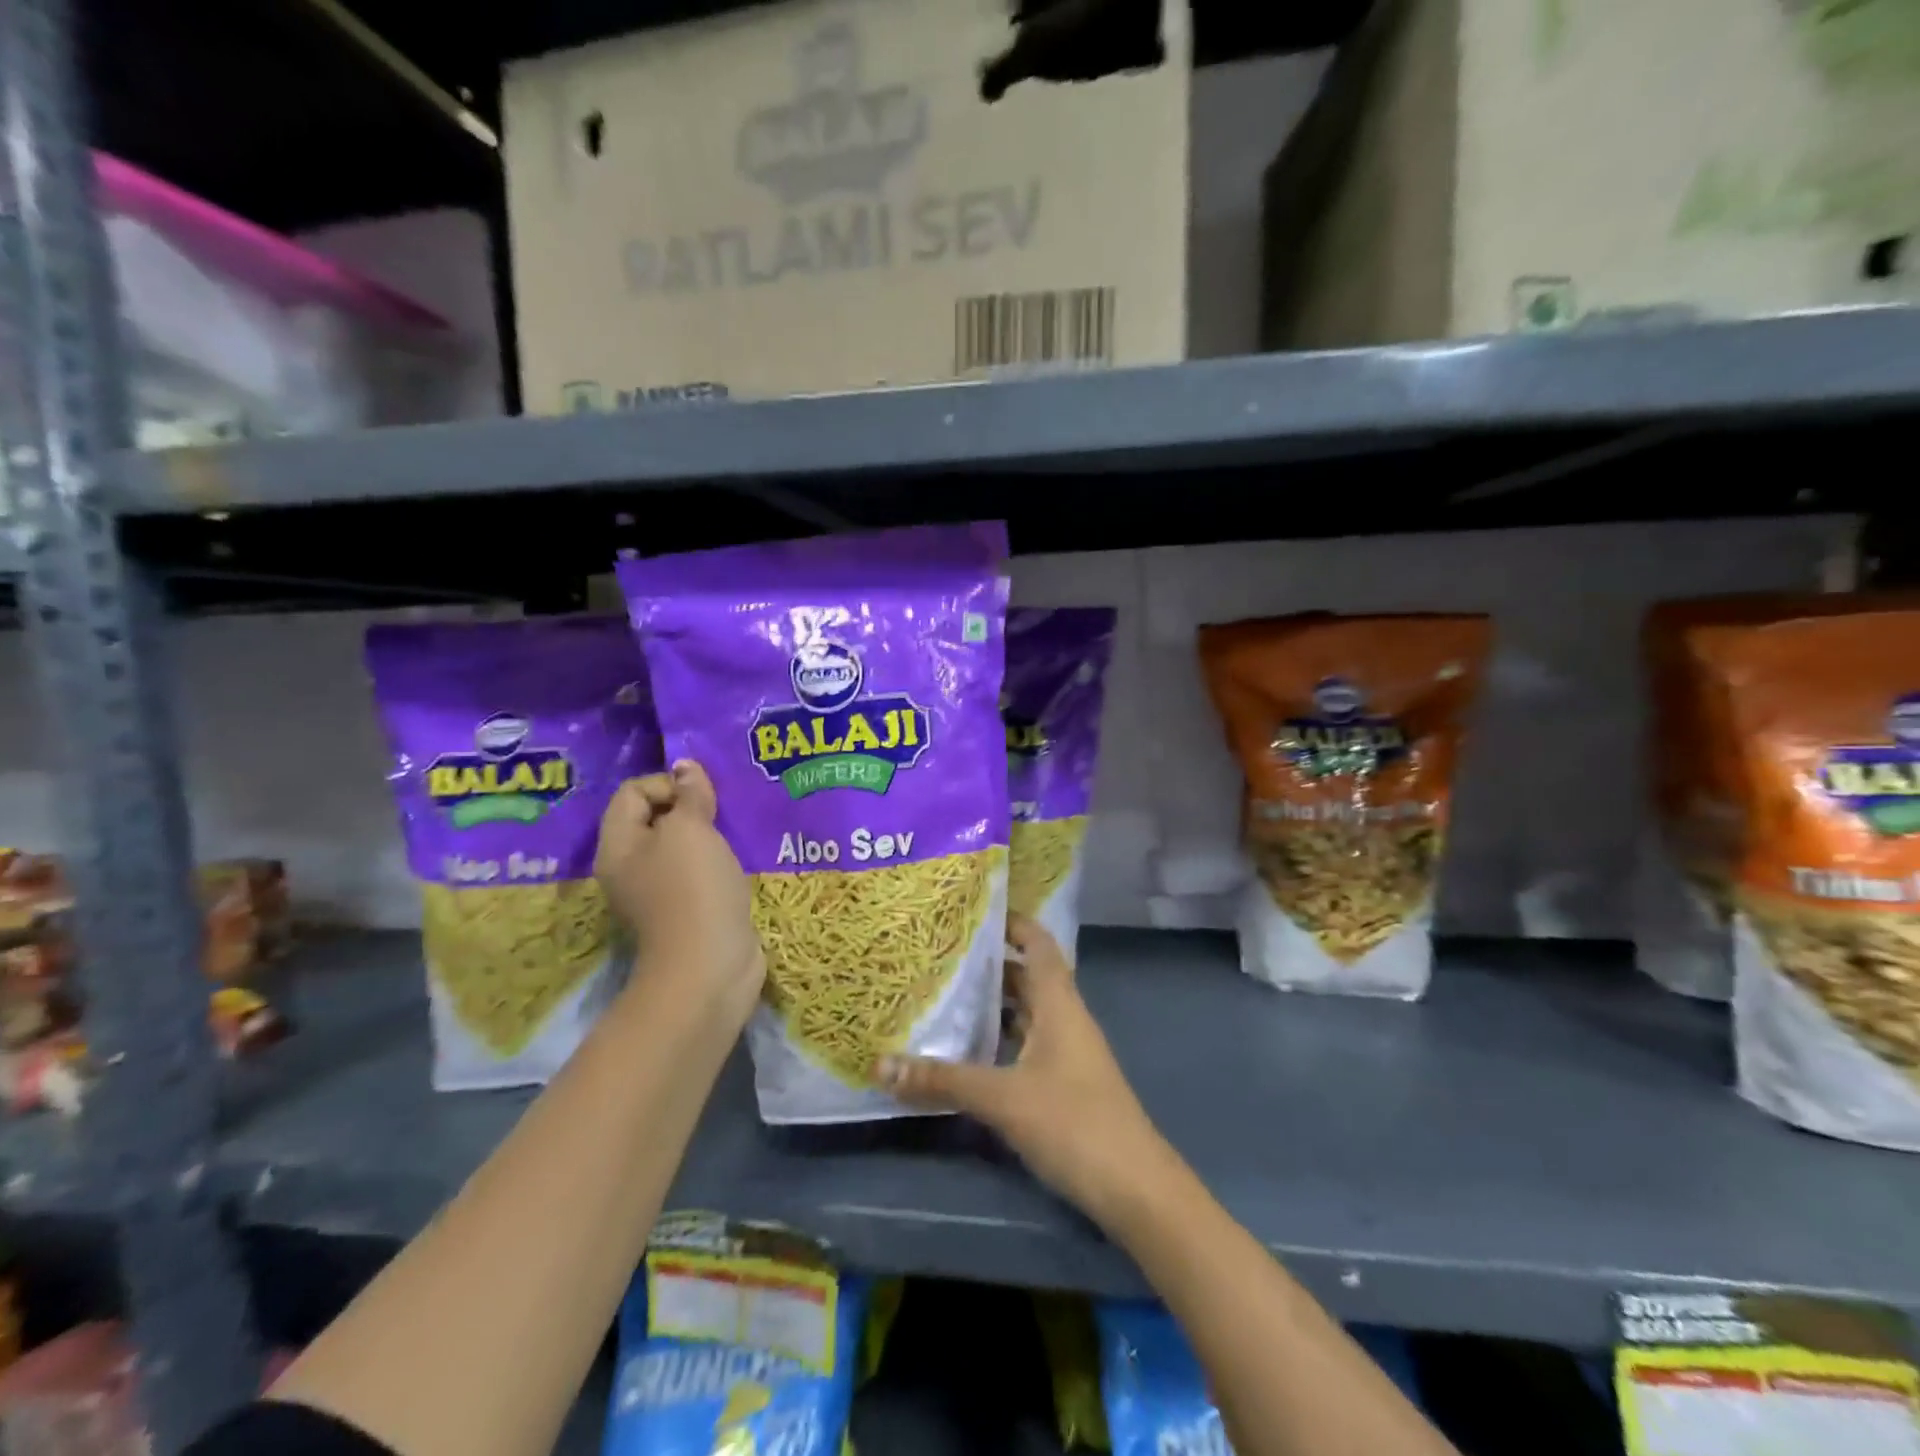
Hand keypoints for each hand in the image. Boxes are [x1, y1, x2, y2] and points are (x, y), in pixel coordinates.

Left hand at [595, 760, 762, 1028]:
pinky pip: (698, 870)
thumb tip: (686, 766)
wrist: (709, 964)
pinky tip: (736, 862)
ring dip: (706, 834)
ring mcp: (657, 891)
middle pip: (655, 817)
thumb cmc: (692, 888)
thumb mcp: (690, 830)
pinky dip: (716, 861)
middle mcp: (630, 866)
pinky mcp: (687, 908)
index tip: (700, 799)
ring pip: (679, 845)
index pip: (633, 792)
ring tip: (732, 833)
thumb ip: (689, 795)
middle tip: (720, 813)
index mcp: (618, 845)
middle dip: (690, 808)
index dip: (668, 784)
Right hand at [877, 915, 1172, 1225]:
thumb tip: (880, 1066)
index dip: (1011, 922)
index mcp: (1059, 1003)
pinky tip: (965, 1051)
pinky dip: (997, 1039)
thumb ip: (944, 1081)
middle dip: (987, 964)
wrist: (1136, 1190)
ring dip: (990, 1004)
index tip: (970, 911)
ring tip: (941, 995)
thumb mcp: (1004, 1098)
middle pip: (1025, 976)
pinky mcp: (1062, 1084)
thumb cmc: (1074, 1124)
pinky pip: (1024, 1045)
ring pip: (1024, 1013)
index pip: (1037, 943)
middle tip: (937, 955)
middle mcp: (1064, 1018)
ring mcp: (1066, 1053)